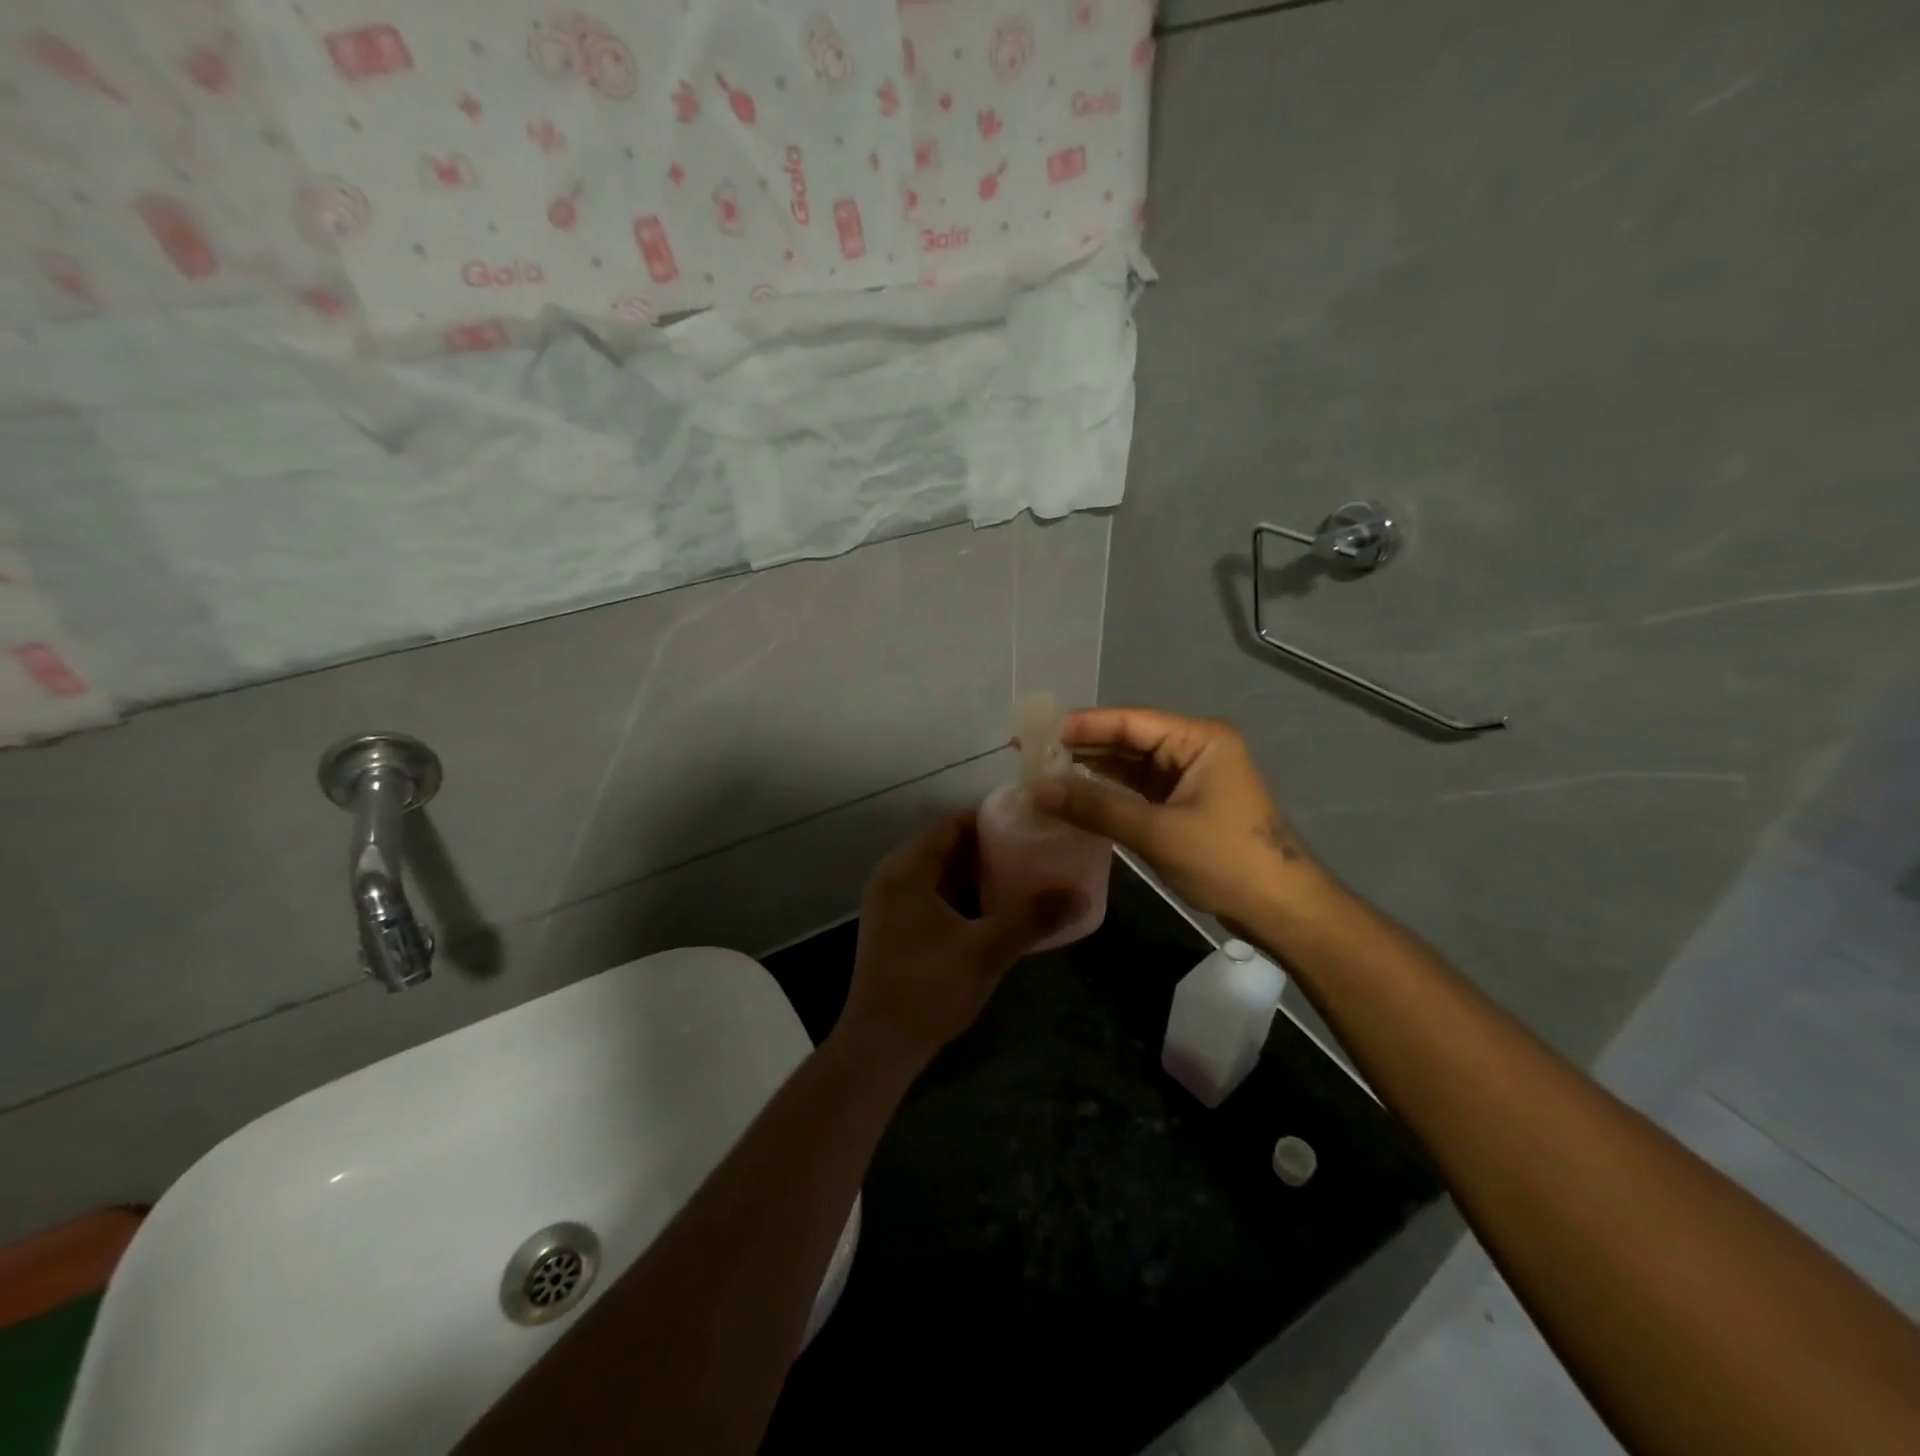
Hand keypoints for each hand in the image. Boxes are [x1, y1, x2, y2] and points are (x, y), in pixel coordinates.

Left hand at [836, 812, 1083, 1072]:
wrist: (881, 1045)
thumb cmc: (929, 987)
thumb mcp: (986, 950)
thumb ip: (1032, 918)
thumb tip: (1080, 894)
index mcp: (907, 870)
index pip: (951, 825)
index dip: (990, 820)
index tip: (1029, 821)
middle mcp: (893, 877)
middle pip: (946, 847)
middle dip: (989, 847)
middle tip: (1034, 847)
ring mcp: (892, 904)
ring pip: (940, 874)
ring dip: (977, 873)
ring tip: (1025, 873)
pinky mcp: (896, 928)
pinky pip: (934, 896)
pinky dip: (963, 895)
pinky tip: (997, 907)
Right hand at [1028, 707, 1321, 921]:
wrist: (1281, 909)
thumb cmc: (1226, 861)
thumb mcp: (1157, 832)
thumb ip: (1096, 807)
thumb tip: (1037, 789)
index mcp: (1198, 739)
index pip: (1128, 721)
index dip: (1080, 725)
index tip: (1035, 733)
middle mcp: (1194, 747)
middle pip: (1128, 738)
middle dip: (1081, 746)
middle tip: (1030, 754)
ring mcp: (1190, 775)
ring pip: (1130, 764)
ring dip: (1091, 769)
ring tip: (1043, 772)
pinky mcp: (1184, 801)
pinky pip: (1138, 787)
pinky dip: (1108, 791)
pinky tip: (1075, 793)